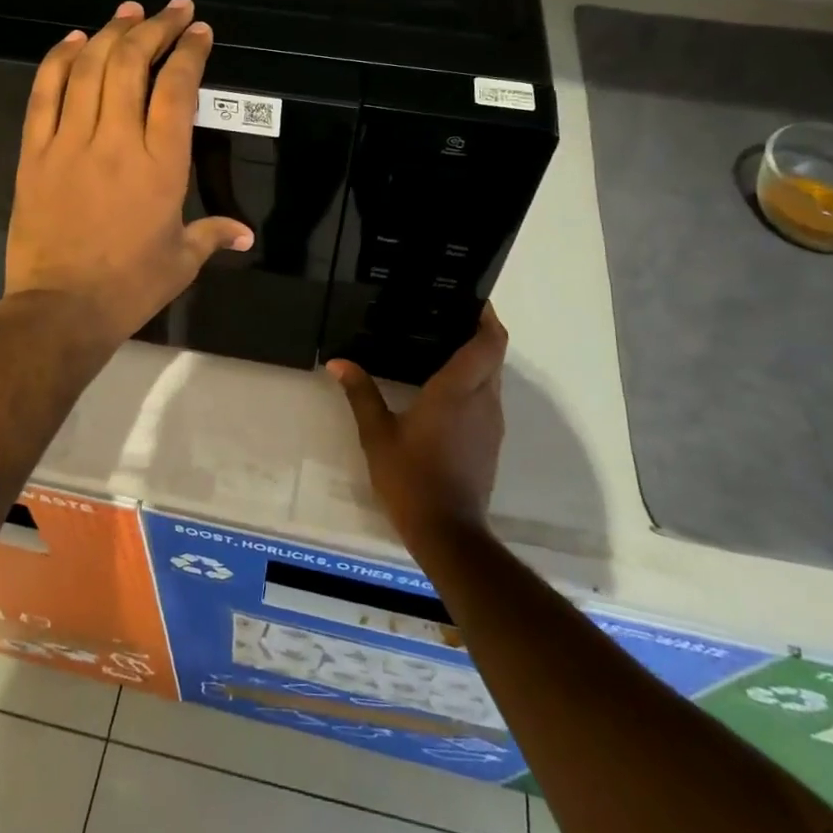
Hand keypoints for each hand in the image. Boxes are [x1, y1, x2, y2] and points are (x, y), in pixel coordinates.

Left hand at [5, 0, 252, 344]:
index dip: (190, 52)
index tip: (199, 31)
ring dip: (111, 32)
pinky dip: (58, 60)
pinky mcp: (34, 151)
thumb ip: (213, 235)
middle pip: (132, 63)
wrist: (60, 309)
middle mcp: (117, 140)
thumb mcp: (181, 261)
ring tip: (128, 11)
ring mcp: (70, 141)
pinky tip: (73, 40)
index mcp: (161, 164)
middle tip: (172, 9)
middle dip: (155, 27)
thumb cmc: (129, 286)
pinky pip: (44, 93)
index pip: (177, 89)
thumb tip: (245, 235)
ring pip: (89, 68)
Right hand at [325, 307, 508, 546]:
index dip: (487, 317)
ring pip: (492, 377)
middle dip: (479, 332)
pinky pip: (487, 398)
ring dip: (476, 358)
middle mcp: (483, 400)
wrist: (448, 533)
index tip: (471, 299)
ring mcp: (491, 423)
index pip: (489, 342)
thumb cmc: (411, 478)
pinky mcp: (490, 442)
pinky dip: (473, 383)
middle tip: (445, 316)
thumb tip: (338, 363)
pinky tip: (443, 389)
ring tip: (440, 346)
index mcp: (458, 391)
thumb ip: (361, 393)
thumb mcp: (377, 435)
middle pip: (494, 355)